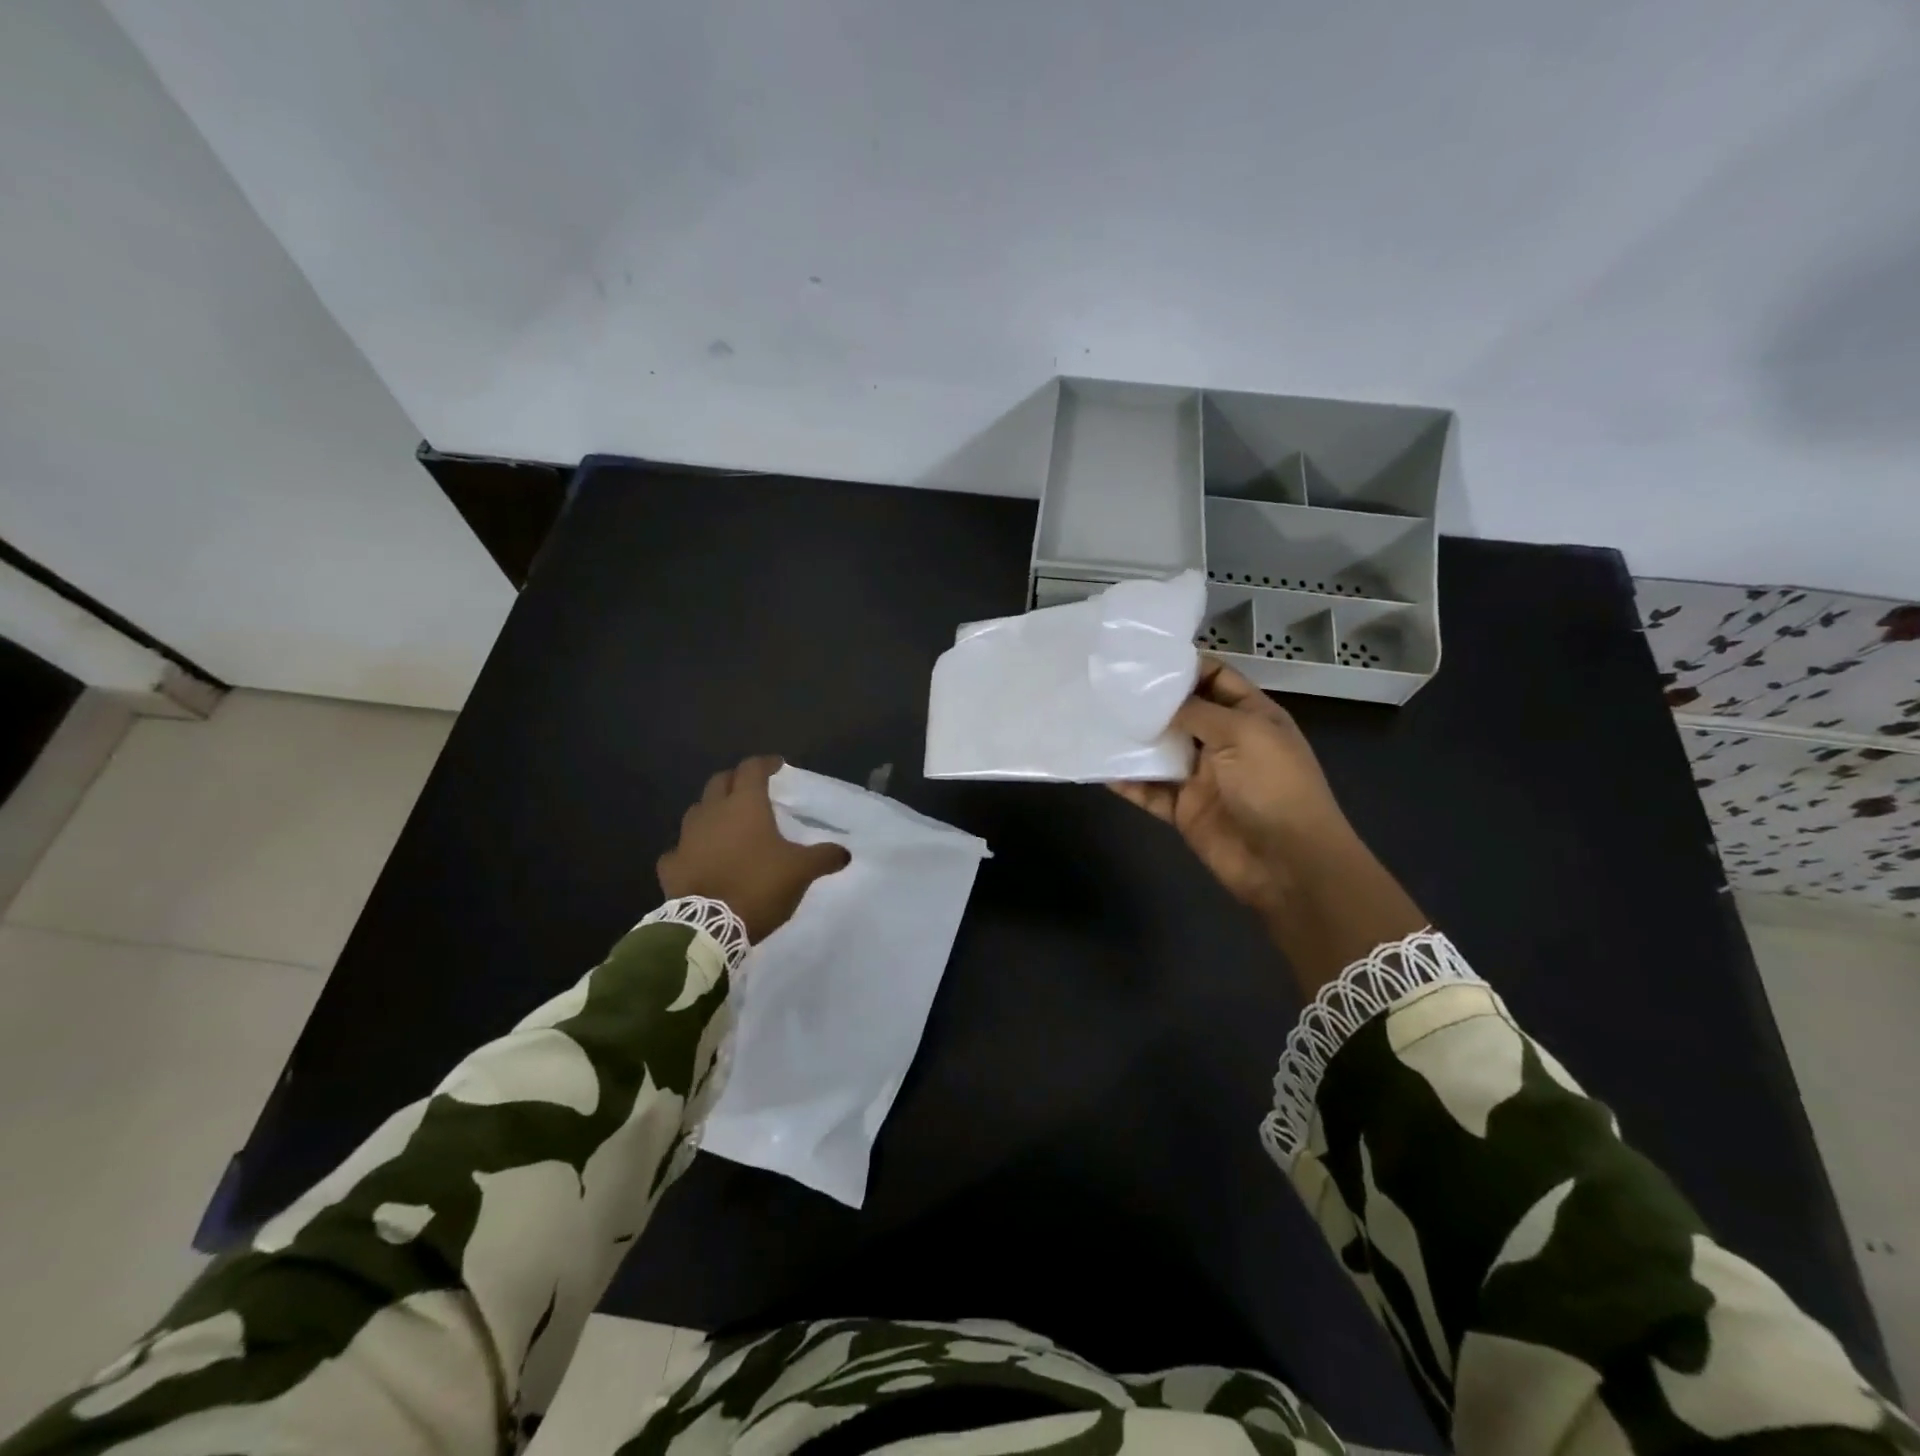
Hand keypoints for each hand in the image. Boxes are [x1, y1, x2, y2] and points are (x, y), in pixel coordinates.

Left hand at [657, 757, 848, 941]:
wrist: (709, 926)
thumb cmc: (759, 886)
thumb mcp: (801, 871)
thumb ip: (824, 857)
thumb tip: (845, 852)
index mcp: (745, 805)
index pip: (752, 769)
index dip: (765, 763)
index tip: (777, 766)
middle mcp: (712, 812)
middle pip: (720, 781)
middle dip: (736, 780)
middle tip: (752, 790)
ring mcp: (686, 838)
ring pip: (697, 811)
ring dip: (712, 810)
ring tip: (727, 823)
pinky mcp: (671, 865)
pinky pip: (680, 849)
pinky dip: (691, 849)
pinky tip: (700, 859)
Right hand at [1110, 660, 1349, 922]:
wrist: (1288, 863)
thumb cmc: (1274, 787)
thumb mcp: (1243, 734)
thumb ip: (1198, 711)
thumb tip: (1157, 698)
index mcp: (1250, 716)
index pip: (1214, 679)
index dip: (1182, 667)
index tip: (1139, 658)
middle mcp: (1225, 742)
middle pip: (1182, 713)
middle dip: (1148, 701)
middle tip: (1104, 685)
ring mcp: (1202, 777)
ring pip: (1161, 751)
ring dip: (1133, 739)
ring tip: (1094, 719)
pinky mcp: (1184, 809)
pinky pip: (1149, 790)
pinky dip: (1127, 780)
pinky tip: (1099, 767)